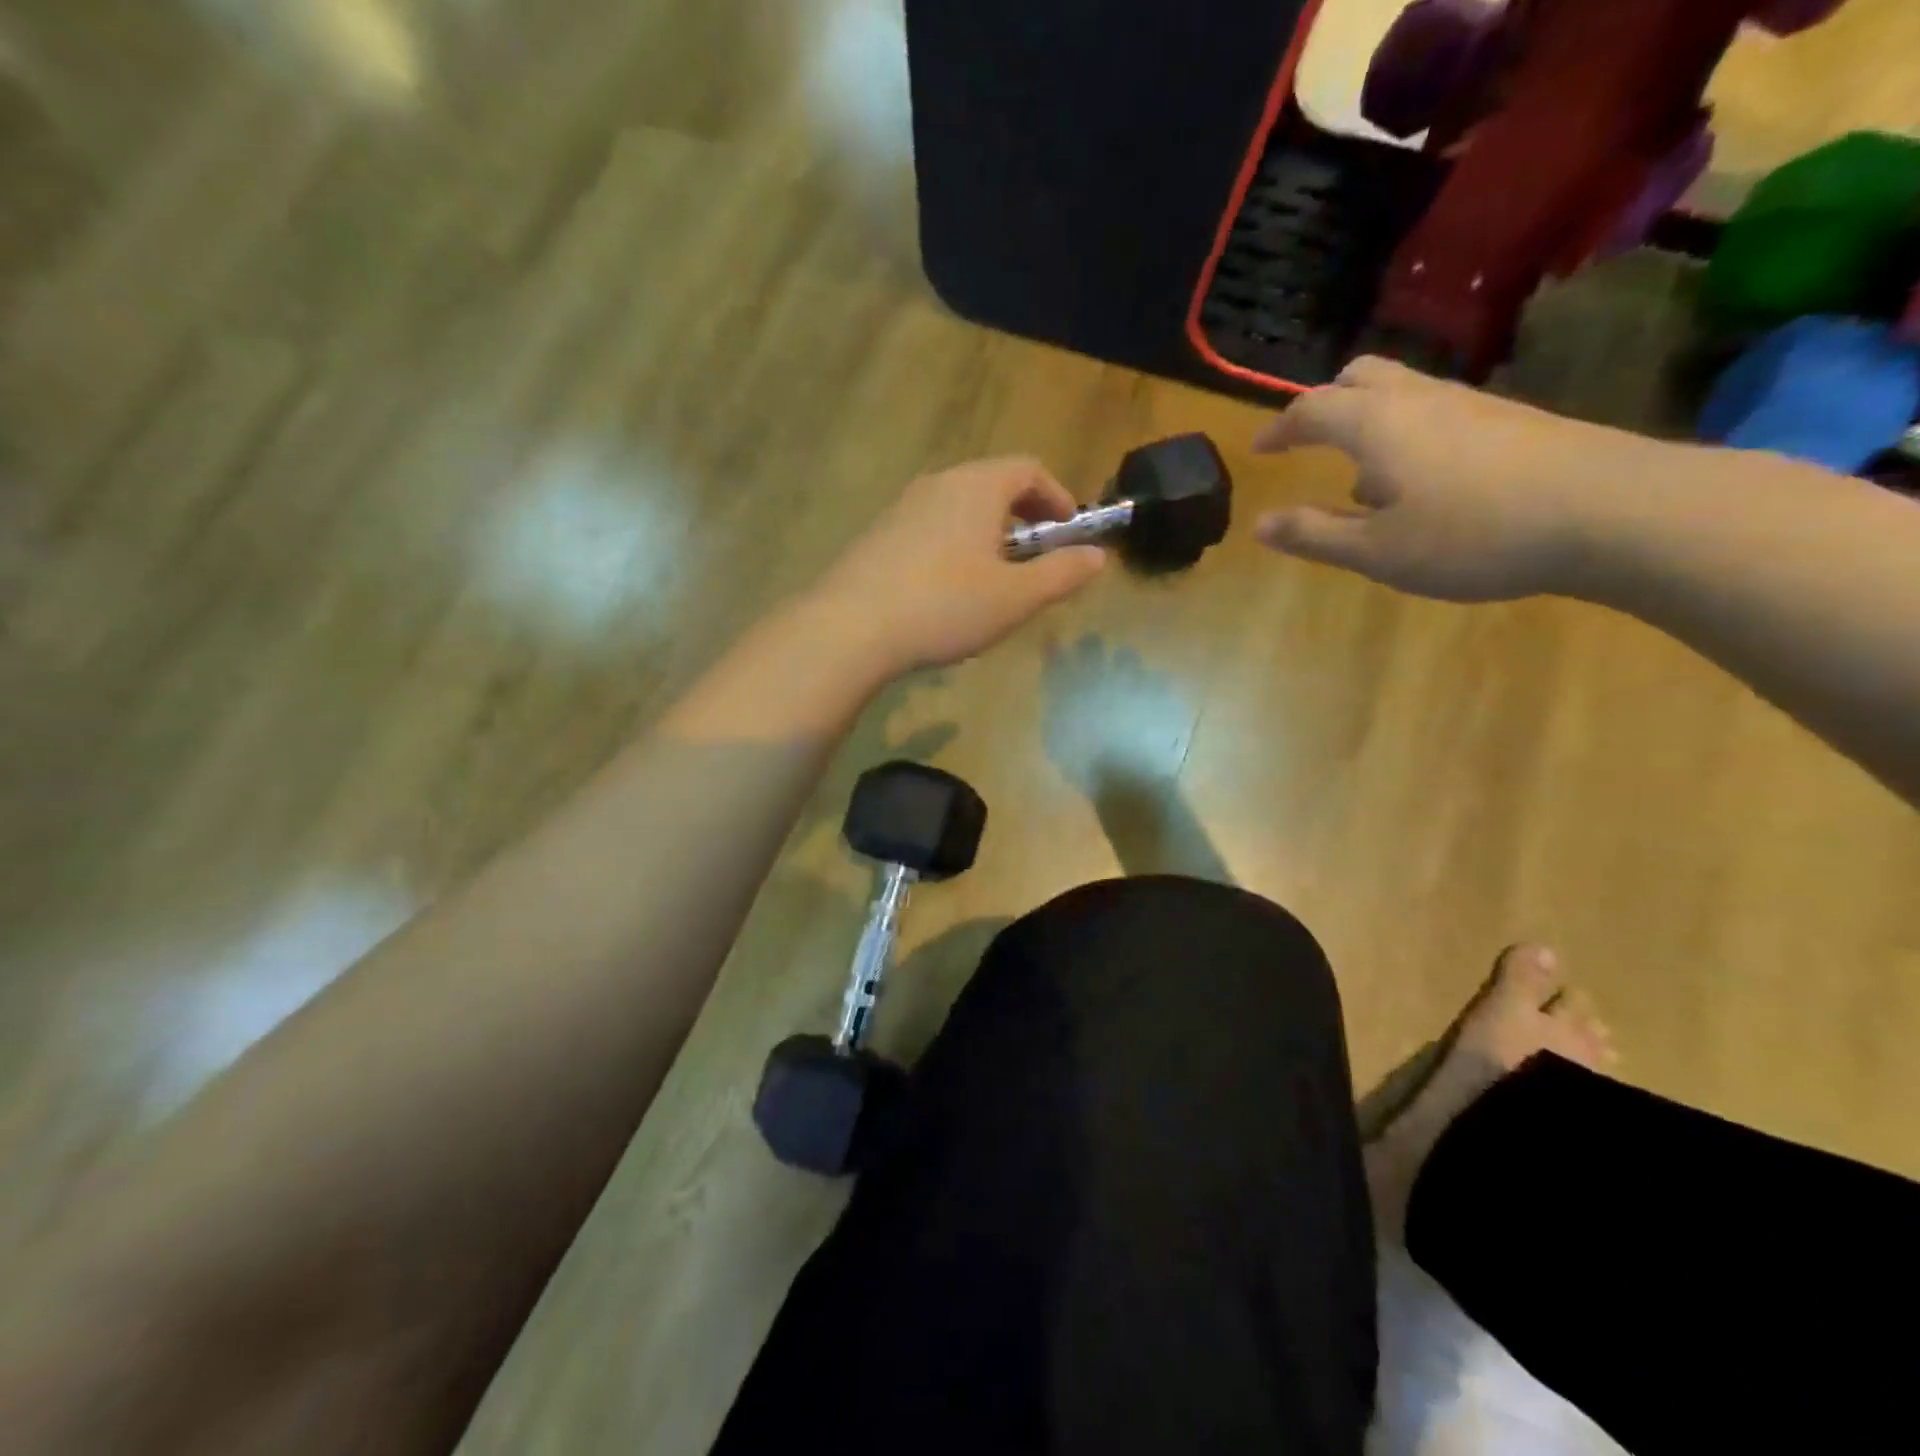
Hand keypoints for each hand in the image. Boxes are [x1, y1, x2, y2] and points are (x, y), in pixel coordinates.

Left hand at [808, 458, 1105, 672]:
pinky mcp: (878, 536)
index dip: (1058, 498)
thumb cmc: (945, 606)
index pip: (1030, 470)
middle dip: (1024, 519)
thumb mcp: (1016, 597)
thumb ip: (1062, 574)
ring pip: (960, 510)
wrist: (851, 627)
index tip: (1071, 534)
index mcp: (977, 486)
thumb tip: (1098, 557)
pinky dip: (955, 548)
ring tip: (996, 581)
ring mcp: (902, 508)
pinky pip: (931, 530)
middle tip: (1037, 561)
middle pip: (993, 487)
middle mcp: (938, 484)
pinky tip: (949, 594)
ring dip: (988, 536)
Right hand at [1253, 357, 1678, 601]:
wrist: (1610, 511)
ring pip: (1402, 392)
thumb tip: (1260, 524)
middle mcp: (1419, 399)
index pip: (1310, 410)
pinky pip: (1437, 412)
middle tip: (1308, 440)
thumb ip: (1314, 534)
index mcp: (1375, 424)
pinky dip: (1408, 434)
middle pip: (1360, 376)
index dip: (1279, 429)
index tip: (1260, 449)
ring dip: (1368, 421)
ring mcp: (1471, 404)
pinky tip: (1422, 485)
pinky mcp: (1510, 419)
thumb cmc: (1471, 535)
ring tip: (1362, 479)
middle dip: (1325, 404)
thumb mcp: (1375, 550)